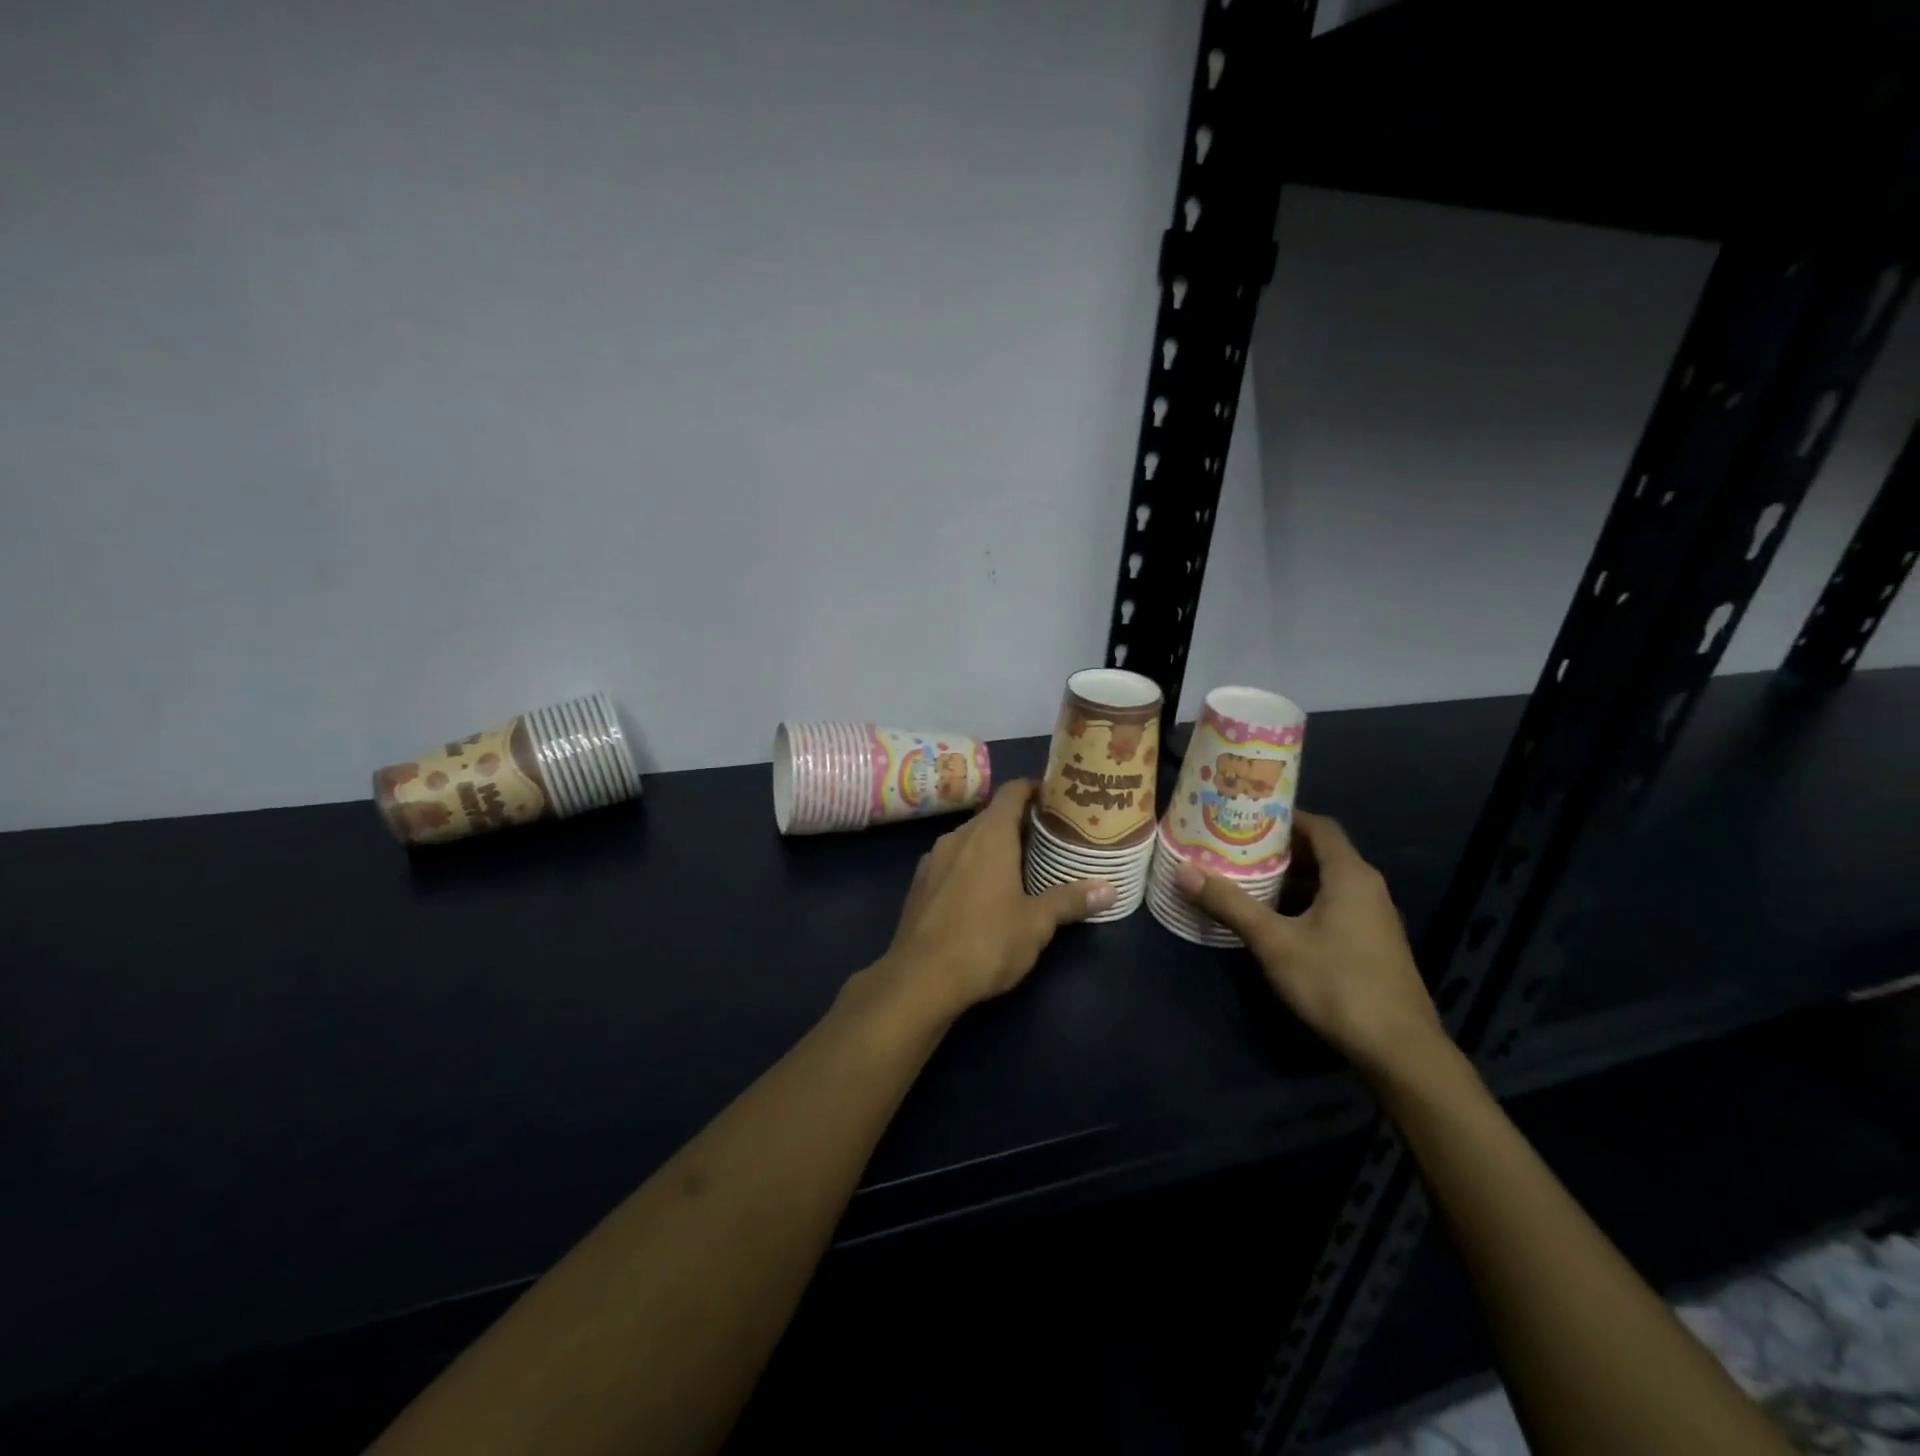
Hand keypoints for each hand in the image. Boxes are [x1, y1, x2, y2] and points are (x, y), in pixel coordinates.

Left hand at [867, 780, 1114, 1024]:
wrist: (920, 978)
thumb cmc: (986, 942)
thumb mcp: (1036, 924)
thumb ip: (1070, 901)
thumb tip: (1109, 888)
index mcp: (989, 835)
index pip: (1012, 792)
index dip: (1034, 790)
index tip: (1055, 799)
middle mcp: (958, 837)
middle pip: (991, 815)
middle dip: (1018, 822)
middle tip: (1048, 838)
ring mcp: (933, 859)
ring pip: (968, 839)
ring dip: (992, 845)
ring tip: (1019, 865)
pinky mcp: (919, 884)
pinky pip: (950, 861)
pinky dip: (969, 865)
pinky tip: (982, 891)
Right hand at [1174, 811, 1444, 1076]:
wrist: (1399, 1050)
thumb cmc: (1336, 982)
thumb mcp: (1274, 942)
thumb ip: (1230, 904)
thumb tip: (1184, 869)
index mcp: (1350, 875)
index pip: (1318, 826)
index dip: (1284, 817)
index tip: (1246, 816)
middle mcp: (1367, 889)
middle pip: (1321, 854)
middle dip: (1279, 849)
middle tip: (1235, 847)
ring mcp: (1374, 919)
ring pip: (1327, 884)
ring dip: (1290, 880)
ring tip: (1246, 880)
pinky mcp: (1372, 945)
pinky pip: (1334, 907)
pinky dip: (1304, 904)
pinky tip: (1275, 921)